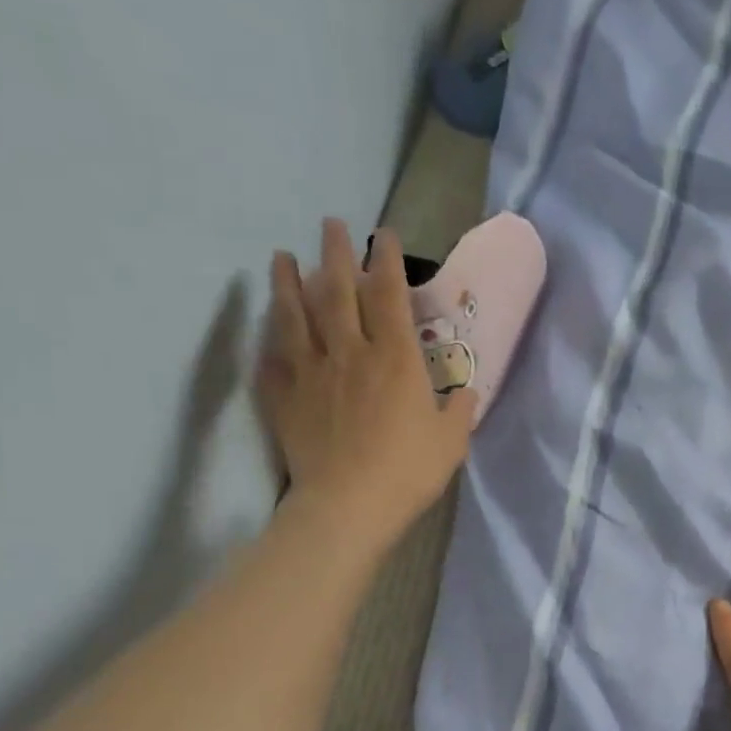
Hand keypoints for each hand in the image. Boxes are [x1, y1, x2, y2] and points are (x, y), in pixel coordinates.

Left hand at [258, 220, 476, 542]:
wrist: (348, 505)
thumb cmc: (408, 471)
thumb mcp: (451, 441)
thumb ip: (459, 410)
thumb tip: (465, 392)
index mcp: (395, 359)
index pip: (389, 295)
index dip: (386, 261)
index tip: (382, 235)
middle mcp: (349, 352)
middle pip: (337, 291)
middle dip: (334, 253)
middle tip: (330, 225)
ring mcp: (311, 372)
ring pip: (295, 315)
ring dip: (288, 282)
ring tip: (281, 257)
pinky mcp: (284, 397)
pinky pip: (272, 357)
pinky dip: (268, 337)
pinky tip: (265, 326)